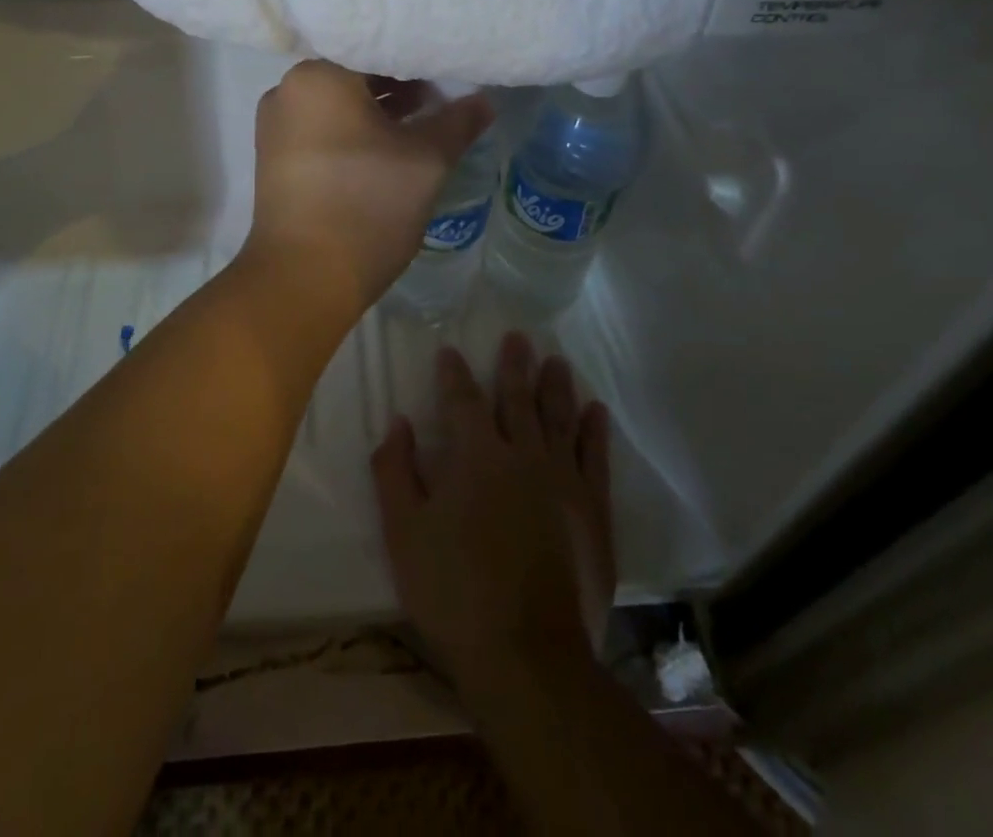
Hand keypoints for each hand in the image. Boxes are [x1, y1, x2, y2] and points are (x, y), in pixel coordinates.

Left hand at [243, 60, 491, 316]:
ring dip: (380, 108)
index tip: (450, 65)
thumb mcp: (426, 161)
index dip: (419, 56)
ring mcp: (277, 125)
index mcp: (319, 76)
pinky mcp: (276, 157)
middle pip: (355, 72)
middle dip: (401, 83)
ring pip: (339, 102)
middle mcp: (288, 90)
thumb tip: (484, 101)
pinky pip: (323, 127)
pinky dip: (355, 130)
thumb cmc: (367, 205)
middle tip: (444, 93)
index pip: (377, 47)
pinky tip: (391, 145)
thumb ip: (457, 122)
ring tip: (425, 119)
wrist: (304, 277)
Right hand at [372, 336, 614, 691]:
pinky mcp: (593, 511)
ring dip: (556, 387)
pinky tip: (596, 411)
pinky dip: (595, 432)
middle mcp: (523, 455)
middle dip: (514, 365)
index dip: (454, 374)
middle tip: (519, 337)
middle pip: (518, 398)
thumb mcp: (404, 533)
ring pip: (560, 419)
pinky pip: (596, 458)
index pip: (463, 400)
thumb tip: (398, 422)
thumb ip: (396, 472)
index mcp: (476, 456)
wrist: (527, 656)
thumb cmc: (454, 591)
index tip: (450, 352)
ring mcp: (563, 481)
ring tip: (557, 361)